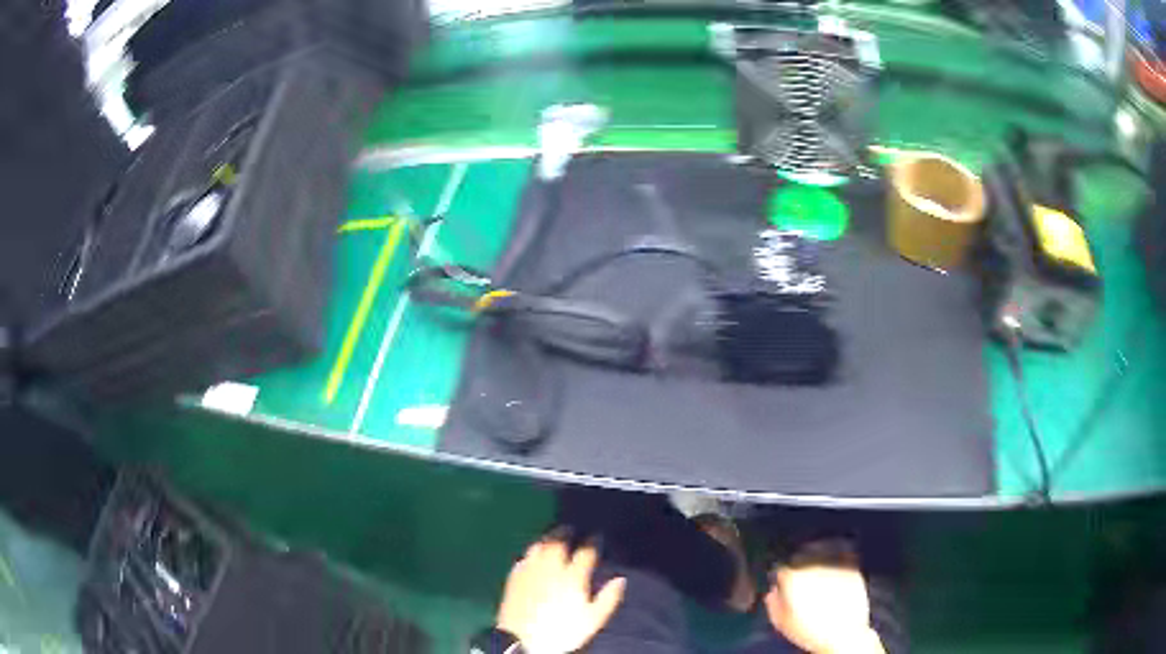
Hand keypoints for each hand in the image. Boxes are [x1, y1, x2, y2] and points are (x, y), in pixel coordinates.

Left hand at [496, 538, 625, 653]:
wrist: (523, 641)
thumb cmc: (562, 631)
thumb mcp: (592, 620)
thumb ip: (608, 598)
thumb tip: (621, 579)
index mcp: (572, 577)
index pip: (585, 552)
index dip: (593, 542)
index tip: (597, 537)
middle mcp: (550, 568)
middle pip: (558, 542)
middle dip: (565, 533)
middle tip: (571, 529)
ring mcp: (529, 571)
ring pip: (538, 546)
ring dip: (546, 539)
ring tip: (552, 538)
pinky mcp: (514, 577)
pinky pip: (523, 557)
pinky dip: (531, 552)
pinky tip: (533, 555)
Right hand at [764, 542, 884, 653]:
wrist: (843, 635)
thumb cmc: (812, 632)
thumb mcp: (782, 623)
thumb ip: (773, 604)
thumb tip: (773, 594)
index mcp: (794, 579)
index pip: (782, 570)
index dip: (782, 581)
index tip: (783, 588)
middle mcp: (814, 568)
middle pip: (803, 568)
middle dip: (803, 578)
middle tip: (804, 596)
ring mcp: (835, 568)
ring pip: (823, 567)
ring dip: (820, 577)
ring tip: (822, 597)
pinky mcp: (852, 571)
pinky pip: (842, 568)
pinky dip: (838, 577)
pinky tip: (836, 591)